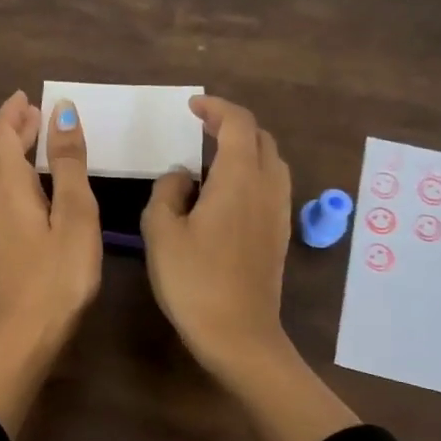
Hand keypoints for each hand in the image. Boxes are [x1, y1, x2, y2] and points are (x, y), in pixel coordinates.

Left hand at [0, 91, 101, 437]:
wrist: (20, 341)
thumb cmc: (55, 279)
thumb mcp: (74, 217)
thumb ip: (68, 165)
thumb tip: (60, 111)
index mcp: (7, 189)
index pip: (0, 136)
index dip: (12, 113)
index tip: (28, 97)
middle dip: (14, 132)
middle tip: (38, 119)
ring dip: (11, 158)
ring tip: (37, 151)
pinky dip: (12, 183)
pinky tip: (29, 197)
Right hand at [141, 95, 292, 376]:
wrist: (238, 334)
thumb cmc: (194, 281)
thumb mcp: (161, 232)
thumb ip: (167, 192)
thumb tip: (182, 177)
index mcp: (238, 178)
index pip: (237, 123)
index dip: (216, 107)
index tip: (193, 107)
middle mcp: (266, 187)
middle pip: (260, 138)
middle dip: (232, 124)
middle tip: (201, 127)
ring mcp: (278, 211)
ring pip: (270, 162)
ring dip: (245, 149)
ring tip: (212, 158)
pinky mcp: (279, 234)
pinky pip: (271, 186)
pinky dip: (251, 173)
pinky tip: (226, 194)